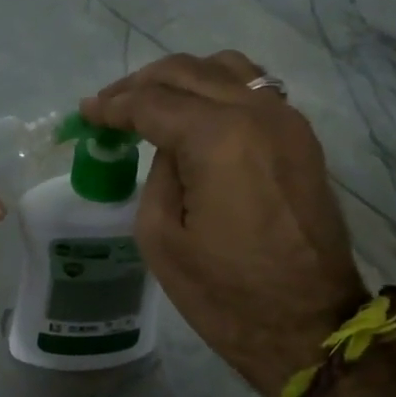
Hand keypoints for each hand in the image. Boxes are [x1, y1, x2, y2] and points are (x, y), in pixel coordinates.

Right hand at [83, 53, 364, 396]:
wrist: (309, 328)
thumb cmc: (226, 294)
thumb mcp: (161, 238)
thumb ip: (157, 175)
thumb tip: (169, 148)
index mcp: (218, 138)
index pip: (153, 102)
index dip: (113, 105)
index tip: (87, 113)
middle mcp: (258, 113)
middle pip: (188, 72)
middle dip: (140, 84)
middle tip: (110, 106)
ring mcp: (288, 121)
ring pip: (226, 68)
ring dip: (182, 79)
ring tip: (153, 104)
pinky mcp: (302, 139)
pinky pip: (255, 89)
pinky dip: (218, 89)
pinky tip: (197, 114)